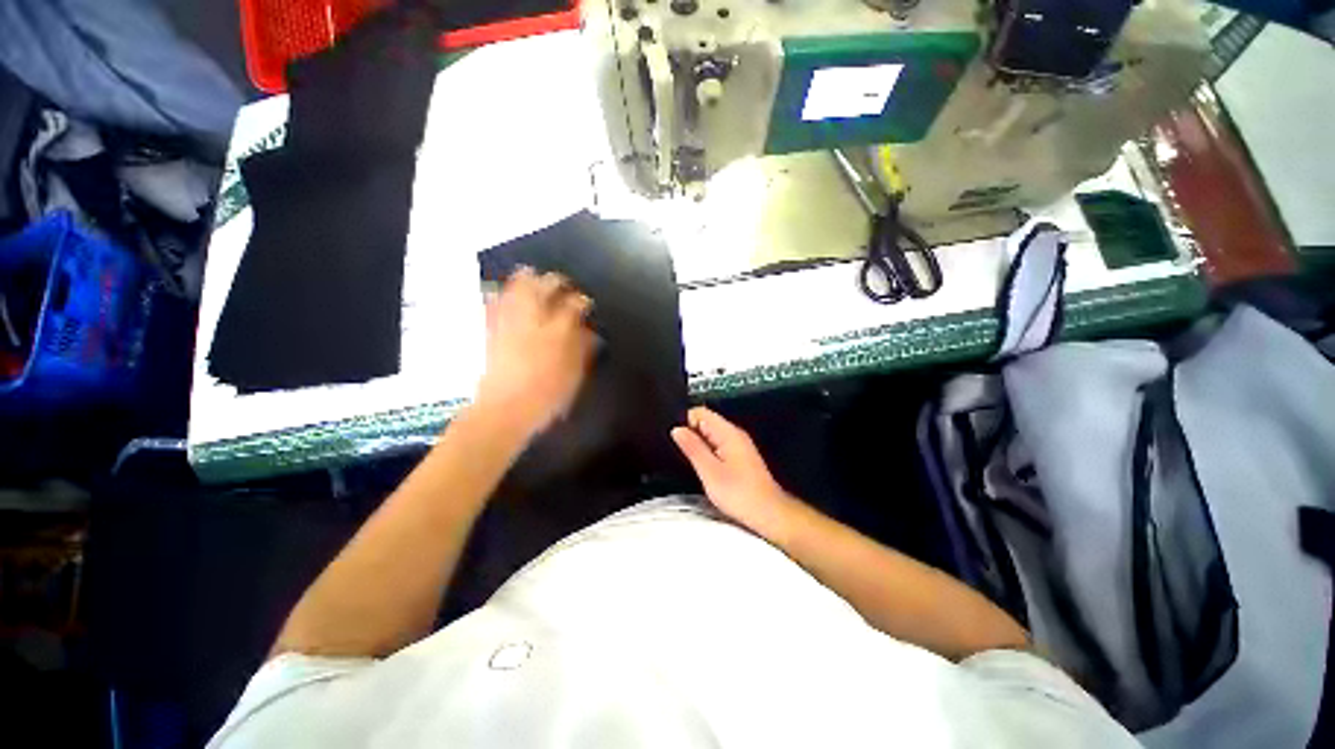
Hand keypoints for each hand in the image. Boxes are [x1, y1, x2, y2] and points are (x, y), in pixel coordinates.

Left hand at [475, 267, 596, 437]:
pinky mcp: (490, 328)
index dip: (582, 301)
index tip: (585, 304)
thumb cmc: (547, 394)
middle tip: (562, 285)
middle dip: (556, 281)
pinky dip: (501, 293)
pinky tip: (502, 293)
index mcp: (558, 330)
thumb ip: (582, 348)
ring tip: (534, 277)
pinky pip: (494, 301)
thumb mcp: (574, 374)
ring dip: (528, 279)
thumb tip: (588, 331)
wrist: (504, 410)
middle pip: (545, 285)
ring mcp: (508, 320)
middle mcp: (533, 317)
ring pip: (517, 286)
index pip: (574, 304)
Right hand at [671, 407, 801, 540]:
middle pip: (705, 422)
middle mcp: (734, 434)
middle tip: (680, 453)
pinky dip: (707, 451)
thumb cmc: (739, 494)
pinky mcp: (738, 456)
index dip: (685, 422)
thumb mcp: (710, 471)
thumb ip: (693, 448)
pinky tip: (703, 467)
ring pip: (710, 434)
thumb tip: (677, 429)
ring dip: (698, 444)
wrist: (768, 513)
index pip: (700, 412)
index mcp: (728, 432)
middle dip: (690, 433)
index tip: (676, 440)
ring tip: (690, 462)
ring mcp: (738, 444)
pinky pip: (717, 444)